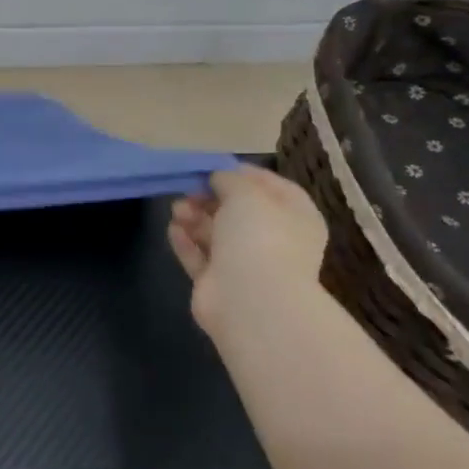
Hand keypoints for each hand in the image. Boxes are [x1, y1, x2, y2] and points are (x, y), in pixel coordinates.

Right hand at [167, 165, 328, 335]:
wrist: (251, 301)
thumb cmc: (259, 237)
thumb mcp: (246, 193)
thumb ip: (229, 179)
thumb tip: (218, 178)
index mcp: (295, 217)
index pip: (272, 187)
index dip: (242, 174)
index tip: (213, 167)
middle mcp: (274, 240)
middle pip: (238, 211)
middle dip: (210, 198)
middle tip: (188, 190)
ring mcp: (247, 265)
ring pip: (216, 233)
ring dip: (194, 218)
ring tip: (176, 210)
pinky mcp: (219, 284)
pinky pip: (200, 257)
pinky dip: (186, 242)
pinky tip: (173, 229)